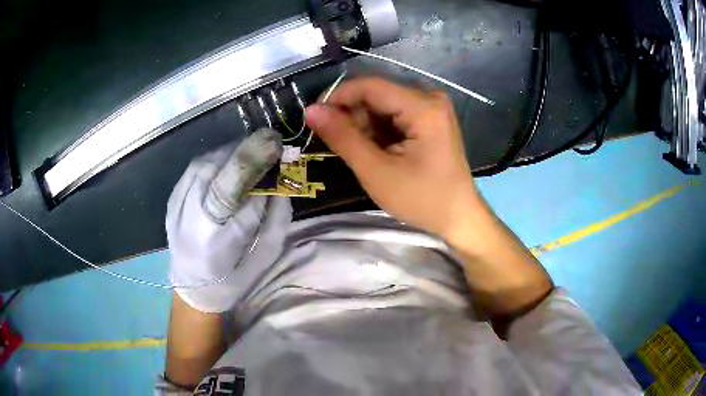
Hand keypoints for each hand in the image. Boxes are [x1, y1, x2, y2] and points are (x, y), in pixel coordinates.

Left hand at [166, 134, 290, 312]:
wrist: (191, 286)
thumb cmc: (233, 279)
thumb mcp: (263, 261)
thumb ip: (275, 222)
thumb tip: (280, 182)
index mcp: (215, 245)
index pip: (234, 195)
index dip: (254, 166)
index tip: (277, 146)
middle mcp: (190, 222)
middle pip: (215, 173)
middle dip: (245, 152)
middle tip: (271, 142)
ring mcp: (177, 207)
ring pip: (204, 165)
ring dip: (232, 152)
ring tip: (253, 151)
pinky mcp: (172, 199)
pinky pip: (195, 167)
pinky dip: (216, 157)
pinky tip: (230, 161)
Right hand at [306, 77, 551, 322]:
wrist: (458, 217)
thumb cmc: (422, 199)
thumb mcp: (376, 171)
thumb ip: (343, 137)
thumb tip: (311, 110)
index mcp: (423, 106)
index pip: (370, 86)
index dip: (337, 97)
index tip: (314, 118)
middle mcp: (430, 97)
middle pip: (377, 93)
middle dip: (352, 115)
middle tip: (340, 145)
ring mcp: (432, 107)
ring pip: (383, 104)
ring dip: (364, 124)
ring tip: (362, 153)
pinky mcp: (430, 118)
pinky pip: (394, 114)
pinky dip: (378, 130)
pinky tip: (377, 151)